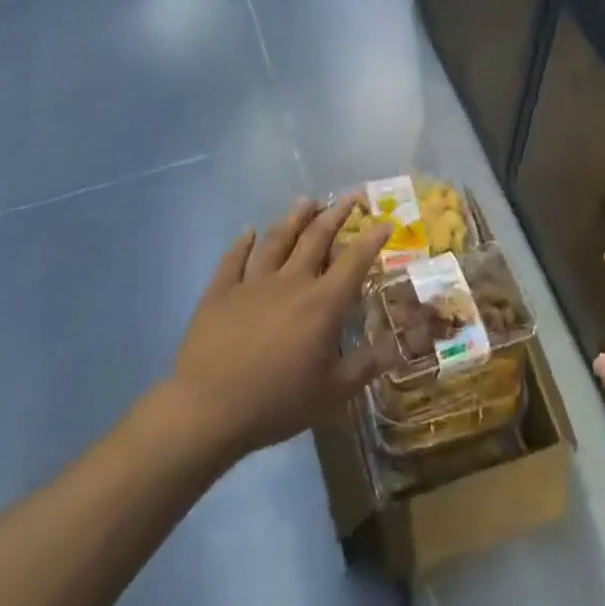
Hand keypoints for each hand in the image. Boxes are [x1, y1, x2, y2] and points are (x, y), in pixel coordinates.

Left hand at [166, 197, 393, 461]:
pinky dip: (243, 242)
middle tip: (350, 195)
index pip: (354, 261)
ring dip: (295, 217)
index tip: (385, 221)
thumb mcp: (331, 393)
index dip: (372, 239)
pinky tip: (248, 231)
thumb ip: (365, 366)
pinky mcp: (220, 291)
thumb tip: (396, 347)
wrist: (207, 410)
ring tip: (307, 201)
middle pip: (316, 237)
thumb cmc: (276, 402)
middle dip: (336, 213)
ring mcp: (253, 282)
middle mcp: (291, 281)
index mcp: (322, 303)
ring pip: (278, 239)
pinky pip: (234, 258)